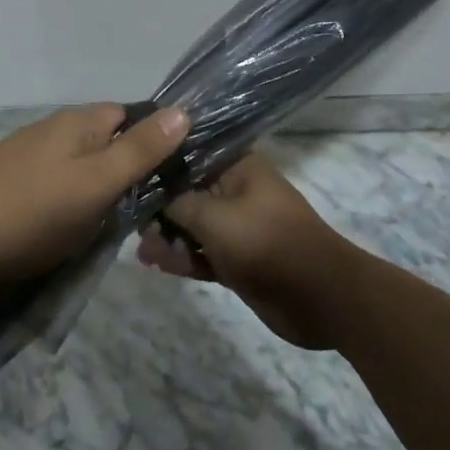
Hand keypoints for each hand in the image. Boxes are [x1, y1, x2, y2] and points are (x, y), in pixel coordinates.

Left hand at [0, 104, 190, 293]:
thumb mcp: (97, 184)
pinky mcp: (3, 182)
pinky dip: (63, 199)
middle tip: (136, 209)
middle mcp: (49, 128)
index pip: (128, 114)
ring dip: (92, 187)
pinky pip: (49, 182)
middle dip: (122, 168)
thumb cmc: (33, 212)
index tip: (167, 176)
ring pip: (75, 163)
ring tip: (100, 224)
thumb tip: (183, 110)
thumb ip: (140, 150)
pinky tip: (58, 226)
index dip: (151, 140)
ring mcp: (22, 154)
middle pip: (101, 139)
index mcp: (76, 122)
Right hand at [135, 150, 357, 349]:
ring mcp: (237, 228)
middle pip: (187, 191)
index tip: (128, 168)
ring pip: (191, 226)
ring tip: (139, 248)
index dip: (159, 160)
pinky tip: (154, 263)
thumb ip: (178, 203)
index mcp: (238, 167)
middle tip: (129, 218)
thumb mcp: (214, 216)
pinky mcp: (237, 260)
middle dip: (158, 204)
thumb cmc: (267, 242)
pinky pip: (201, 254)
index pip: (190, 153)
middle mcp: (235, 191)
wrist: (321, 297)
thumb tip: (152, 195)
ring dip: (166, 236)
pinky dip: (181, 258)